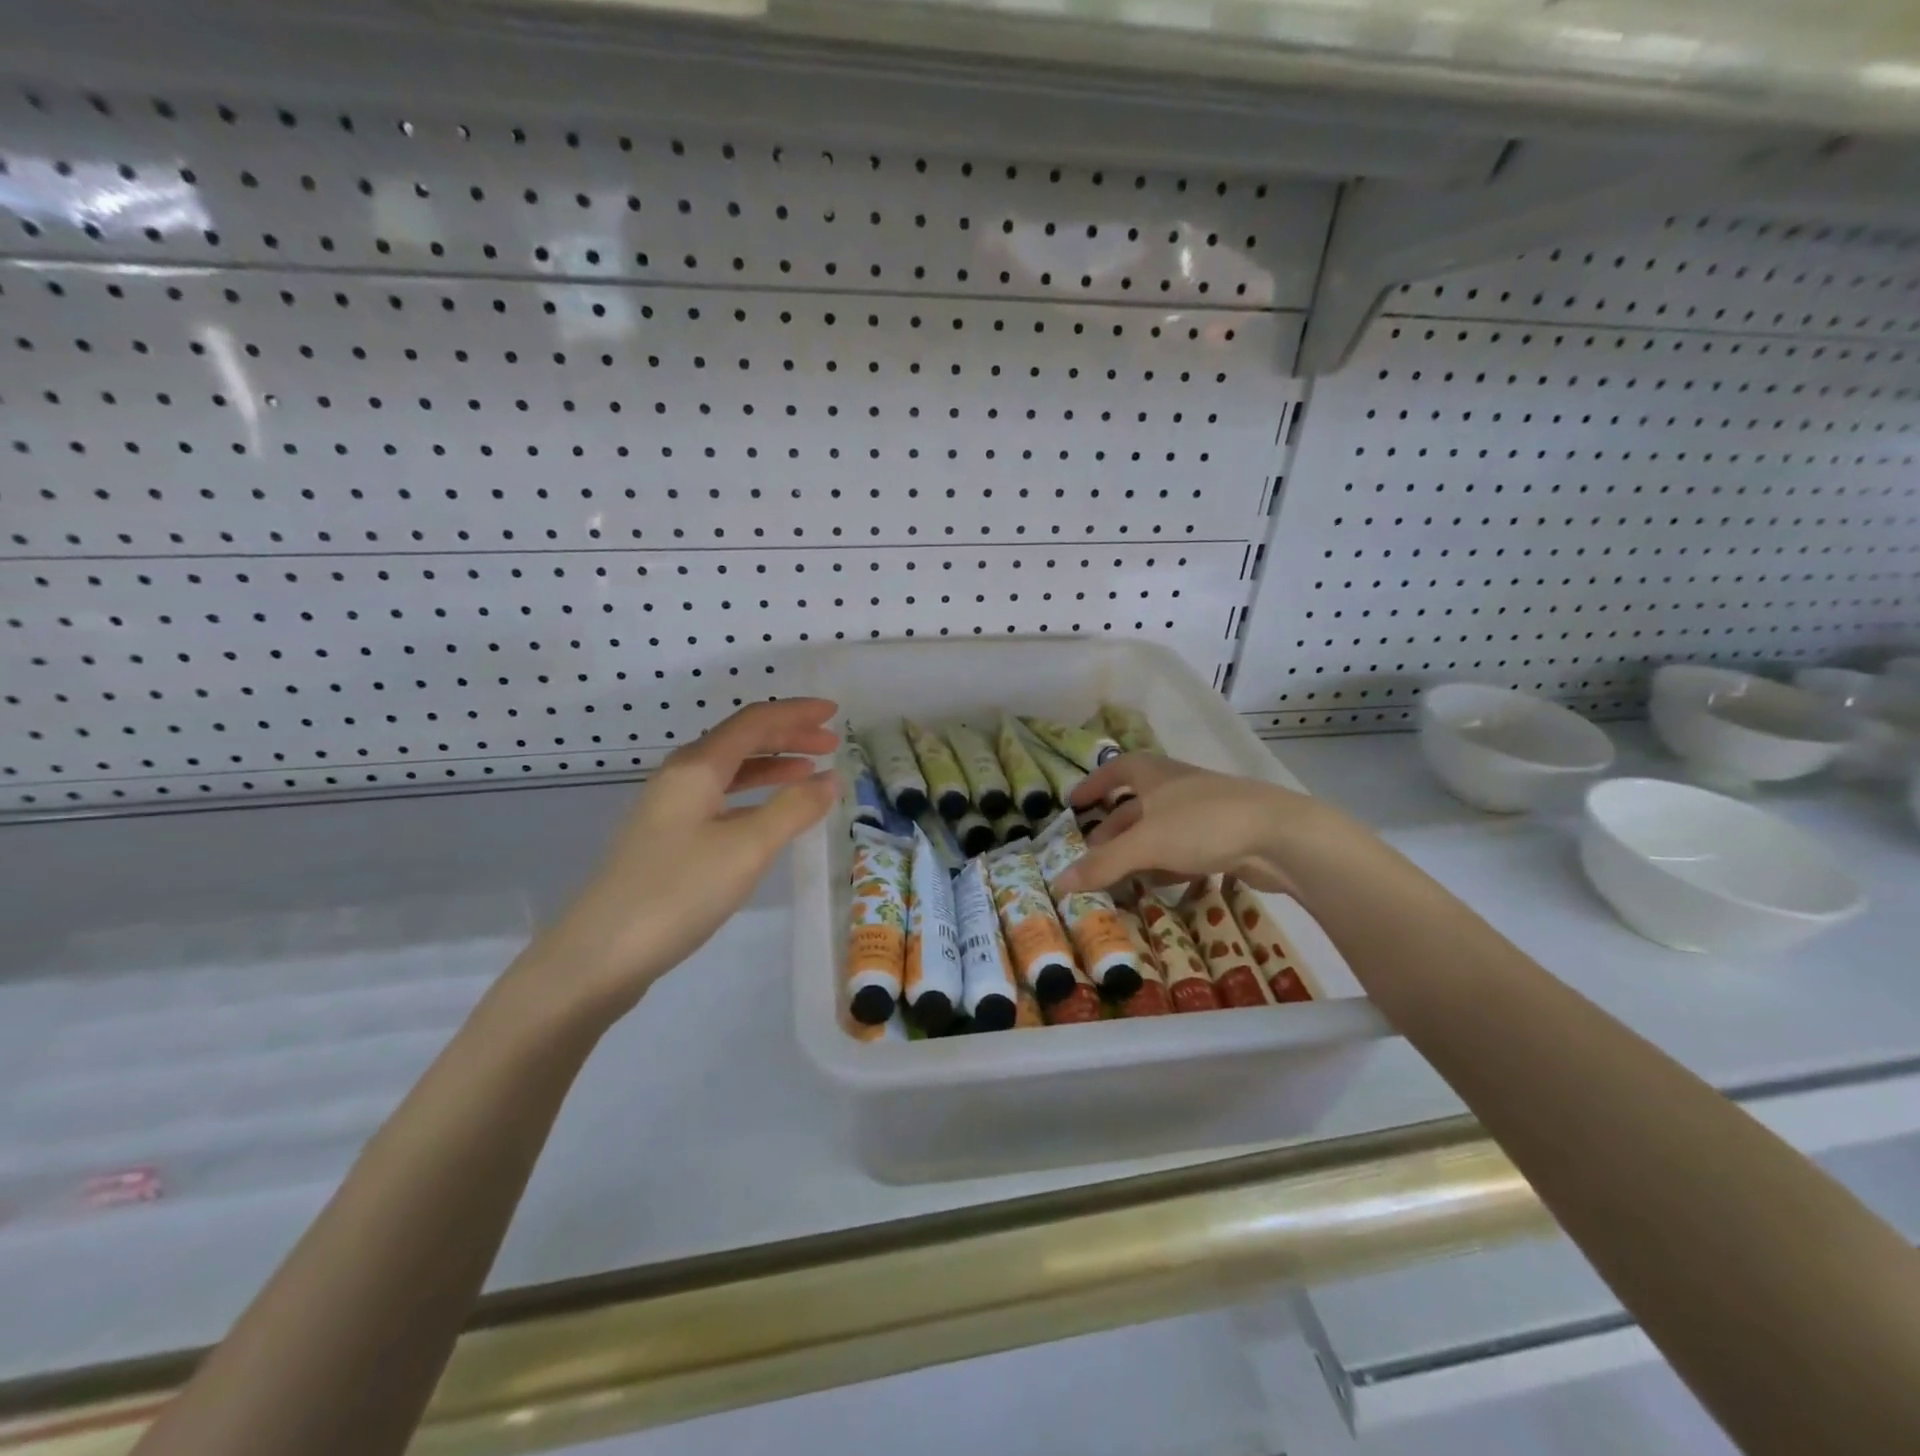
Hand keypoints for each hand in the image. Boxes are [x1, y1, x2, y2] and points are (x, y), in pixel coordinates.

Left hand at [520, 699, 838, 1019]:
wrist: (600, 955)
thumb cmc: (678, 892)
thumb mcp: (747, 848)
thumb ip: (792, 808)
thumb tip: (830, 779)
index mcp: (696, 767)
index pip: (754, 722)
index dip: (796, 714)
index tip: (835, 714)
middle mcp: (680, 778)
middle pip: (740, 740)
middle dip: (788, 736)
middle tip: (831, 744)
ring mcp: (670, 810)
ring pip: (730, 771)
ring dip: (772, 765)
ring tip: (810, 773)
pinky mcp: (667, 840)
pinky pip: (720, 800)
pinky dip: (753, 796)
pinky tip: (769, 814)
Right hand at [1050, 754, 1351, 897]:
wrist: (1282, 836)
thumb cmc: (1204, 824)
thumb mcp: (1146, 844)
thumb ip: (1103, 864)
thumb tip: (1059, 882)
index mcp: (1154, 774)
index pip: (1116, 769)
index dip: (1094, 784)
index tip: (1074, 803)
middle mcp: (1177, 787)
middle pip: (1136, 804)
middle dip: (1112, 829)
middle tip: (1092, 854)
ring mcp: (1204, 811)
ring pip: (1161, 829)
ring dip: (1138, 851)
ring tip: (1119, 876)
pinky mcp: (1225, 836)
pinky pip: (1185, 848)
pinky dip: (1167, 863)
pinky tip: (1161, 883)